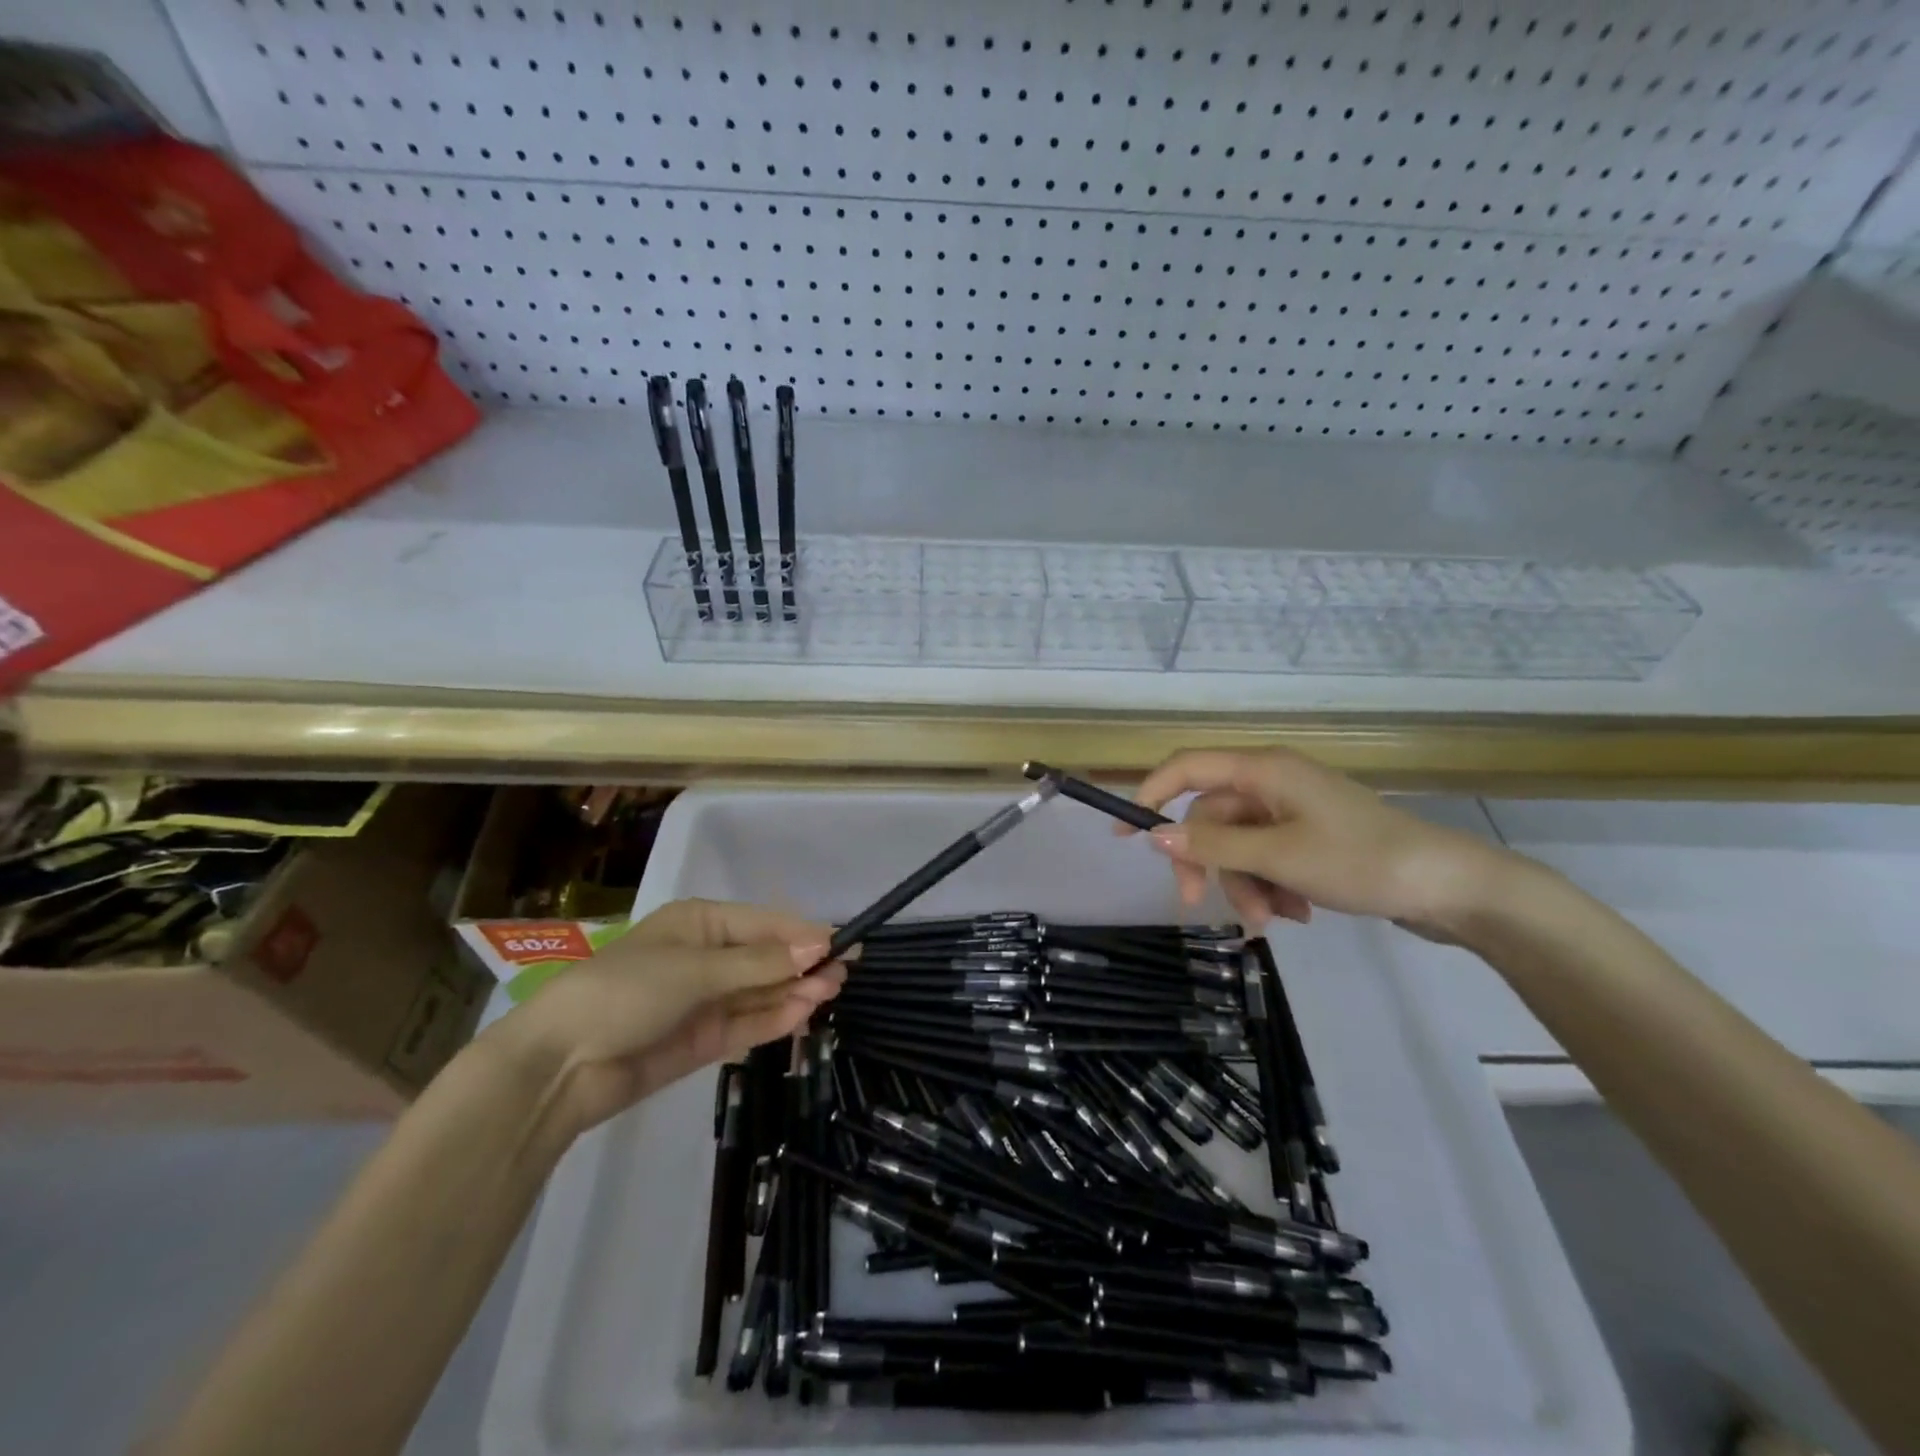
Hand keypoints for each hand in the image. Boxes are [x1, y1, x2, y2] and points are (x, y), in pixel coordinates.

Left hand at [484, 898, 845, 1132]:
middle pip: (766, 958)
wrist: (560, 1066)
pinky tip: (802, 1013)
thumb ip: (759, 964)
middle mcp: (706, 957)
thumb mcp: (696, 970)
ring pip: (761, 992)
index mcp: (700, 923)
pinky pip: (746, 1023)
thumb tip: (817, 948)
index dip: (802, 934)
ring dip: (794, 992)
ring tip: (830, 993)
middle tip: (844, 973)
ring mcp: (705, 999)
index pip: (763, 924)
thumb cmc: (626, 992)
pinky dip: (774, 1019)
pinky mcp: (702, 1039)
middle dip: (802, 964)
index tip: (841, 943)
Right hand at [1125, 748, 1513, 935]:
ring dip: (1246, 885)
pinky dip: (1272, 887)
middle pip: (1212, 818)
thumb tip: (1155, 837)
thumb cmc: (1360, 860)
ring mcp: (1293, 812)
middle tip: (1198, 904)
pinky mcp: (1310, 839)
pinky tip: (1297, 914)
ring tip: (1274, 921)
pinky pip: (1267, 858)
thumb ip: (1213, 847)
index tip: (1124, 835)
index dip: (1150, 793)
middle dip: (1209, 864)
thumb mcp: (1278, 856)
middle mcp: (1273, 783)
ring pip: (1239, 846)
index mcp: (1264, 770)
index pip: (1187, 768)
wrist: (1451, 889)